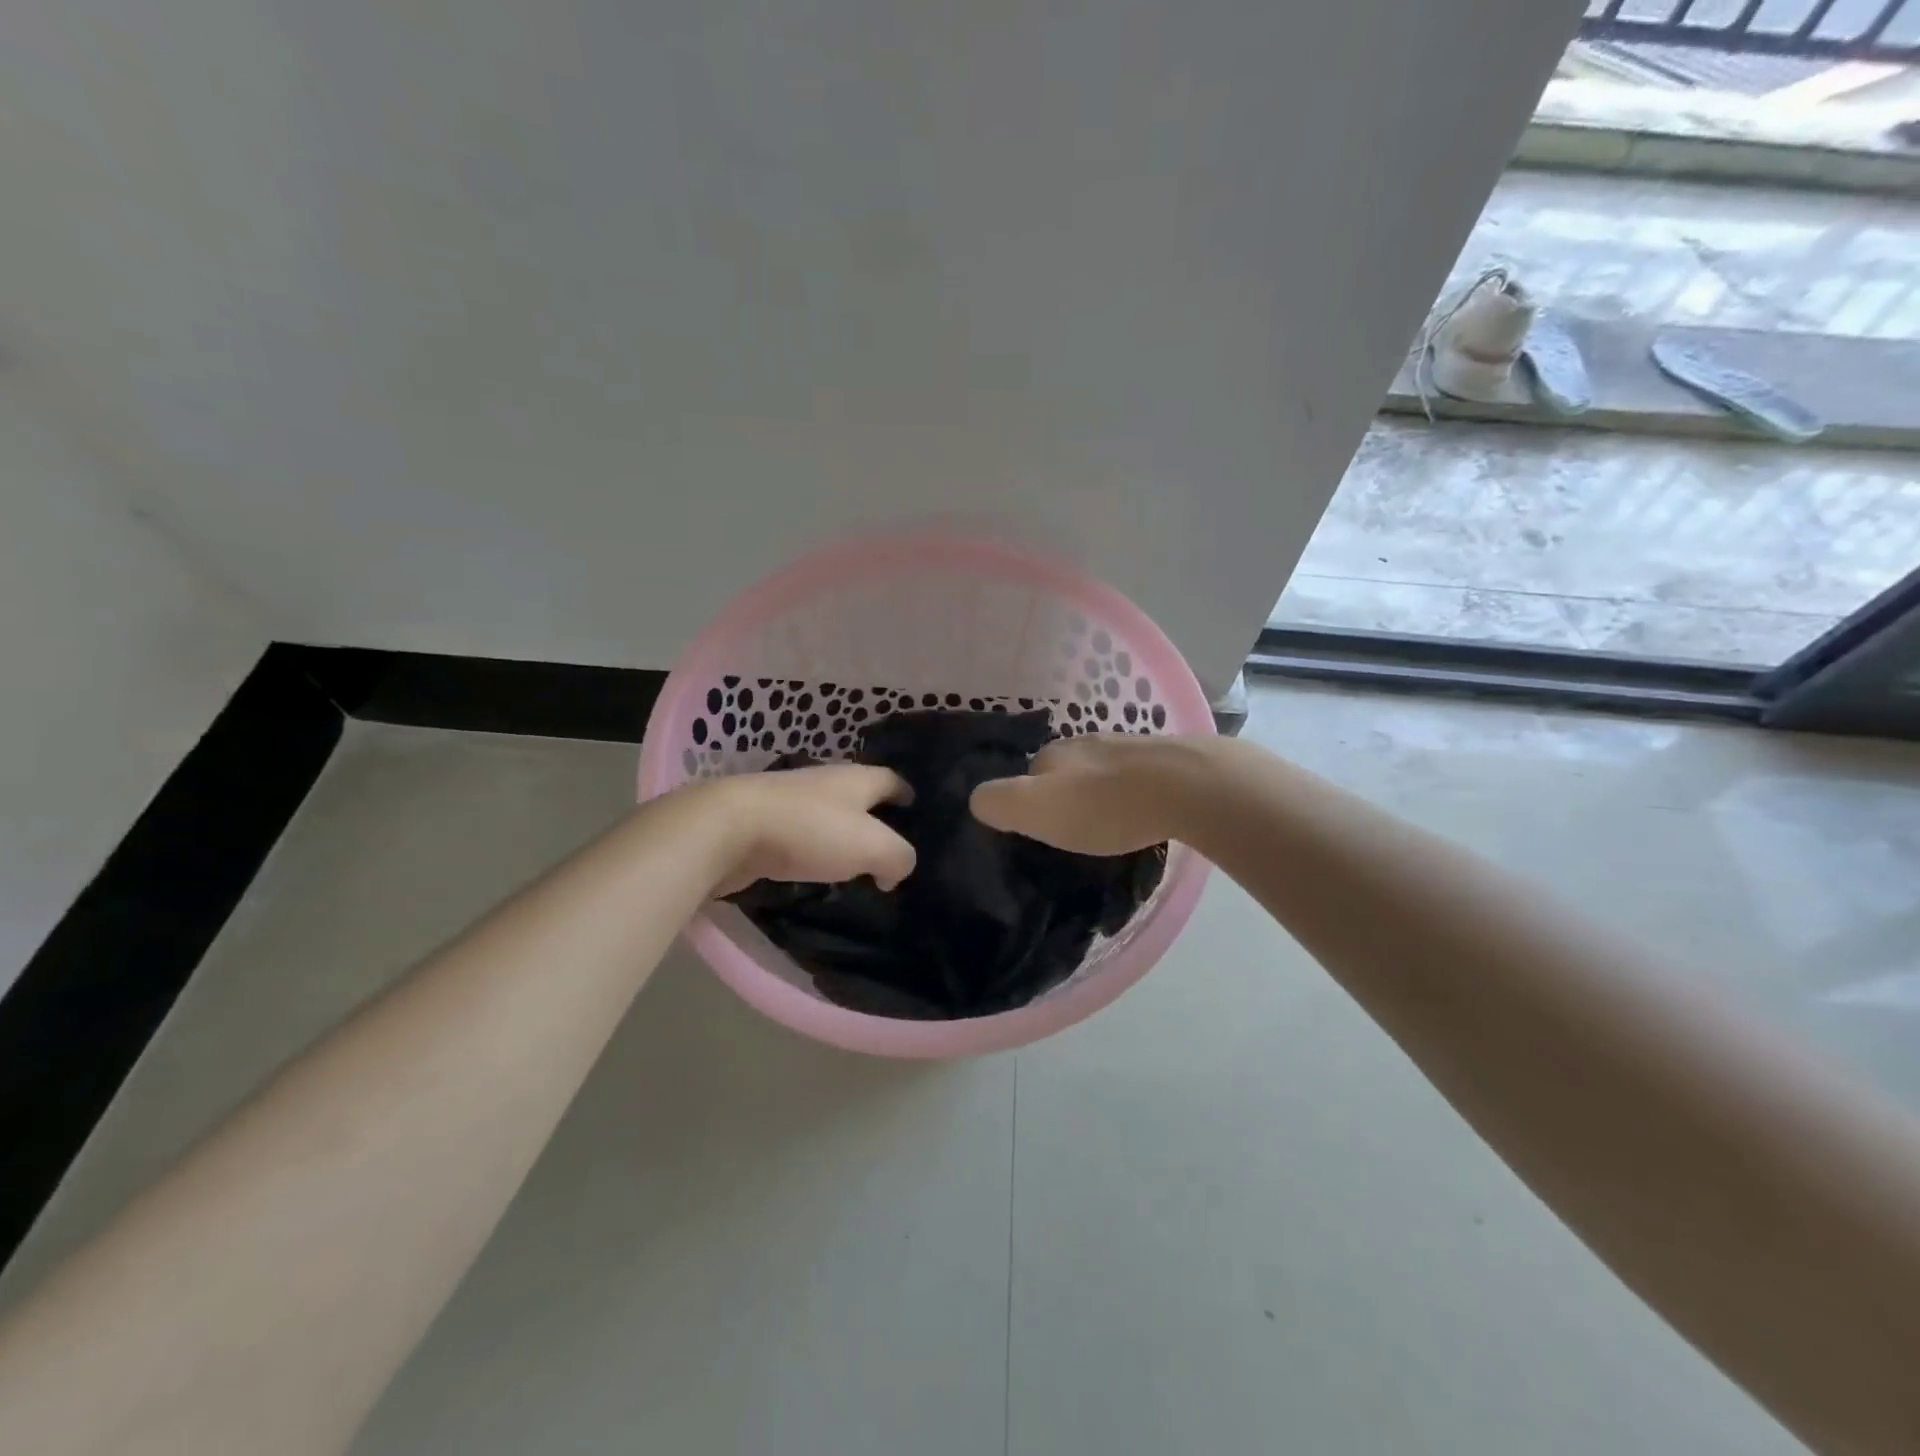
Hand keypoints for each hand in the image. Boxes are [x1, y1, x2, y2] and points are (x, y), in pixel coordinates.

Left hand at [707, 763, 916, 897]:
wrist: (728, 829)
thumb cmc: (810, 830)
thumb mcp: (873, 846)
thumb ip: (898, 857)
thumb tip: (896, 871)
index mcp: (856, 778)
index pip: (892, 780)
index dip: (907, 795)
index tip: (917, 813)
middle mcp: (825, 782)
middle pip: (859, 797)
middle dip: (874, 819)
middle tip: (889, 848)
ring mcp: (789, 801)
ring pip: (827, 817)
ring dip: (840, 837)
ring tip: (854, 866)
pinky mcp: (761, 823)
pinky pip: (798, 837)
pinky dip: (811, 851)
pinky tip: (813, 872)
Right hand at [970, 733, 1206, 855]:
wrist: (1186, 787)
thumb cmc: (1104, 804)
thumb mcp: (1036, 808)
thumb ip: (999, 802)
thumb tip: (976, 799)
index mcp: (1053, 752)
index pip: (1028, 772)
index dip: (1029, 799)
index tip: (1039, 828)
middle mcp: (1087, 741)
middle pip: (1065, 768)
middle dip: (1066, 792)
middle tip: (1074, 828)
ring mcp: (1128, 746)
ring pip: (1101, 769)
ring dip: (1100, 791)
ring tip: (1110, 822)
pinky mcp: (1164, 758)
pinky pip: (1136, 776)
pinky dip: (1132, 792)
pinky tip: (1143, 810)